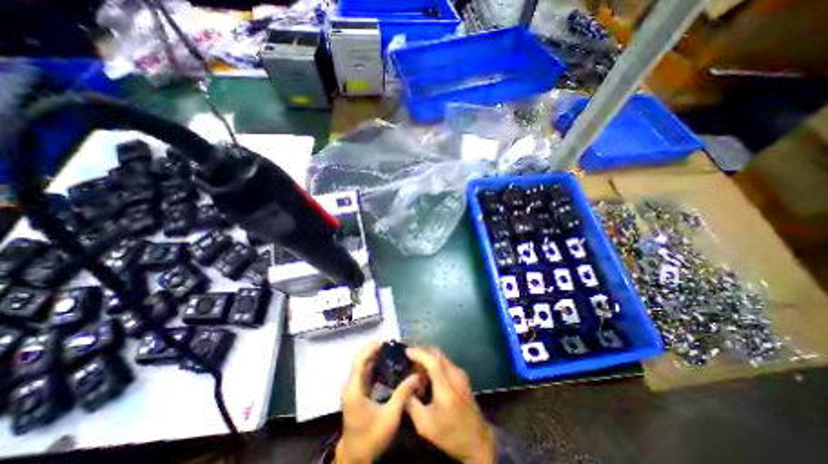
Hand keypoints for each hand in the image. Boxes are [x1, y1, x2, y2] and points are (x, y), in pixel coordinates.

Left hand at [334, 340, 421, 463]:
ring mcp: (352, 389)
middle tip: (391, 345)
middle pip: (360, 360)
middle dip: (373, 350)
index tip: (384, 342)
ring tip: (390, 351)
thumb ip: (402, 394)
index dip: (370, 349)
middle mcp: (350, 385)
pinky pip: (363, 373)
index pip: (360, 361)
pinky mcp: (356, 393)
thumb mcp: (390, 416)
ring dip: (373, 356)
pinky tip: (385, 365)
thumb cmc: (371, 436)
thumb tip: (416, 375)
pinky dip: (373, 365)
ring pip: (361, 366)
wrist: (356, 457)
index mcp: (354, 389)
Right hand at [407, 347, 492, 463]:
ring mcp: (461, 375)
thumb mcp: (425, 425)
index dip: (419, 353)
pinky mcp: (463, 376)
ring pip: (442, 356)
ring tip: (417, 366)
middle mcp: (455, 376)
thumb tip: (404, 387)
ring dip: (429, 357)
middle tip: (410, 357)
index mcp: (446, 388)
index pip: (432, 361)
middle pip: (437, 354)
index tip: (406, 351)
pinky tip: (428, 373)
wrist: (477, 441)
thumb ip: (411, 404)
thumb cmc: (449, 435)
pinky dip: (435, 362)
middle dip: (422, 351)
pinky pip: (446, 362)